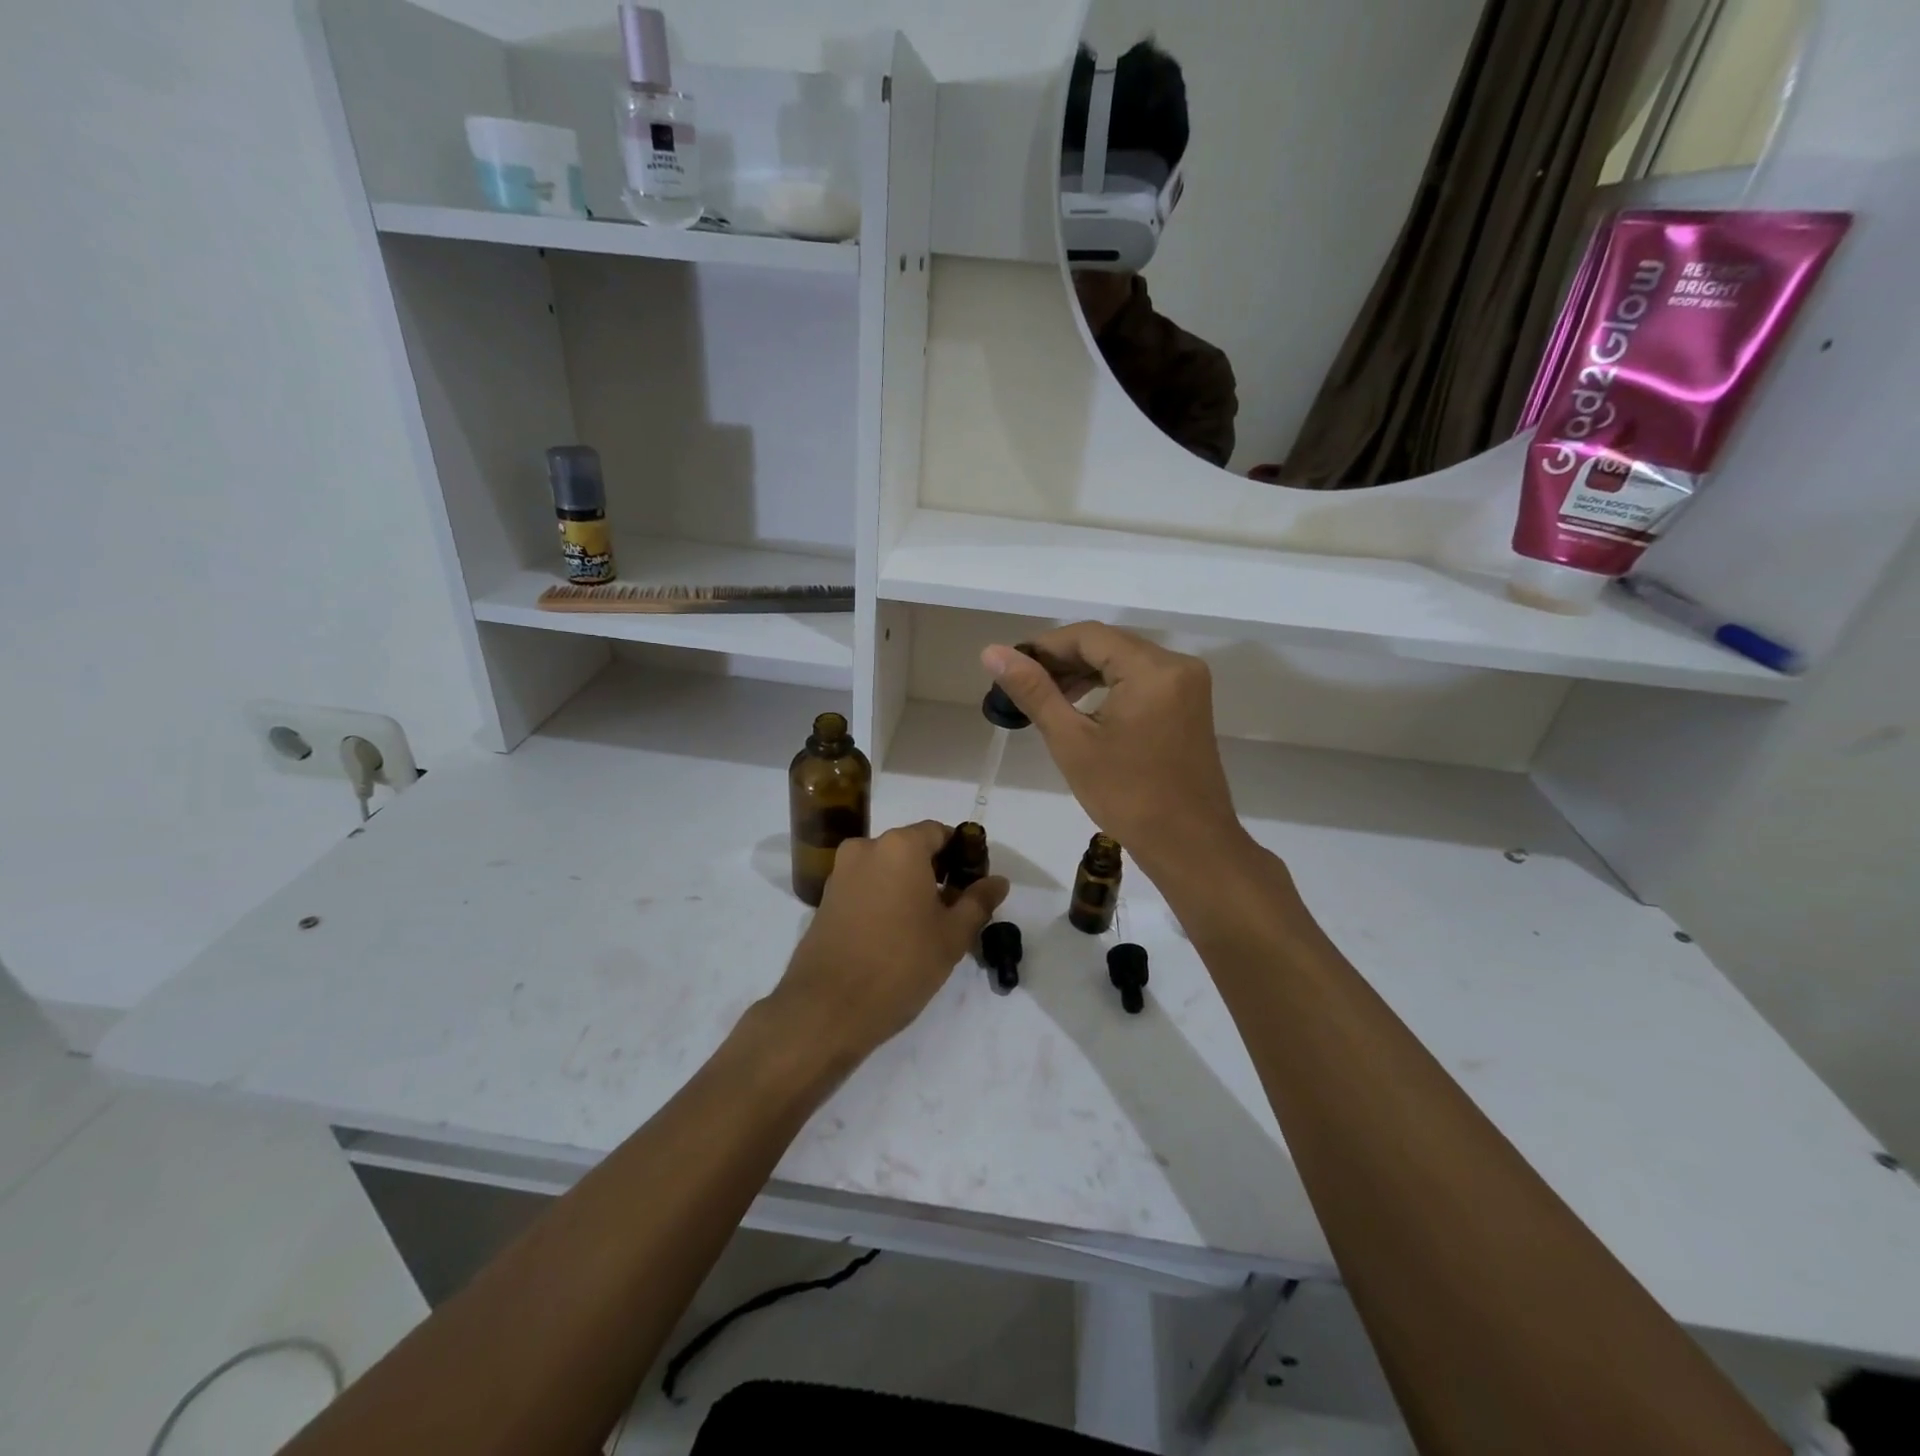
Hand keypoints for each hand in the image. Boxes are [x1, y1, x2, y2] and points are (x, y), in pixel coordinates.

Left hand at [770, 820, 1008, 1063]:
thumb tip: (998, 881)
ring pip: (887, 869)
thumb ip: (978, 902)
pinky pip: (866, 887)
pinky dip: (885, 899)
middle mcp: (866, 848)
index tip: (974, 884)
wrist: (827, 1008)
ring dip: (910, 887)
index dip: (962, 854)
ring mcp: (841, 873)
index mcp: (900, 846)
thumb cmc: (900, 964)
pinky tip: (896, 935)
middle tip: (956, 909)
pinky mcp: (826, 899)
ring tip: (927, 927)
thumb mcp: (952, 935)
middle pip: (912, 849)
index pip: (940, 833)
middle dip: (936, 872)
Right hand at [982, 624, 1245, 876]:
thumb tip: (992, 652)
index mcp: (1153, 669)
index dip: (1044, 646)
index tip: (1010, 667)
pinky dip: (1108, 686)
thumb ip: (1034, 691)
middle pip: (1108, 644)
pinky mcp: (1188, 703)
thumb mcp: (1072, 741)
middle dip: (1062, 660)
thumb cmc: (1127, 795)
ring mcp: (1187, 684)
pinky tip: (1080, 707)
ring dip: (1083, 673)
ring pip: (1124, 661)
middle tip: (1021, 685)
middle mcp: (1177, 664)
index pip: (1088, 636)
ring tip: (1045, 698)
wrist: (1189, 845)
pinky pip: (1141, 679)